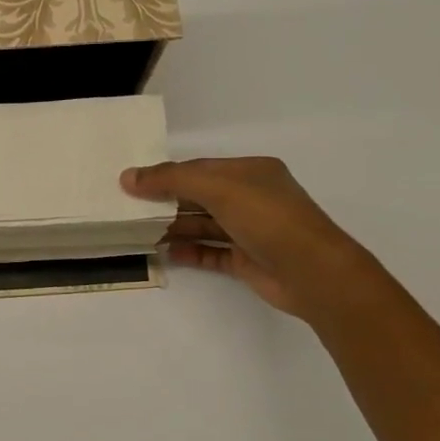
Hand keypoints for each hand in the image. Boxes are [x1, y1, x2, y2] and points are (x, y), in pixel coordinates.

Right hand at [122, 157, 378, 319]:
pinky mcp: (247, 260)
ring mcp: (250, 231)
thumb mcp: (218, 188)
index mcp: (251, 172)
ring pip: (204, 225)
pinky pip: (211, 252)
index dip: (166, 175)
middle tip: (130, 210)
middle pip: (199, 196)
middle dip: (167, 202)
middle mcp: (251, 198)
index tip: (132, 184)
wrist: (312, 272)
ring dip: (175, 228)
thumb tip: (127, 177)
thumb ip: (171, 180)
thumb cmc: (267, 218)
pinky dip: (190, 252)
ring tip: (141, 233)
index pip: (200, 168)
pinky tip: (167, 254)